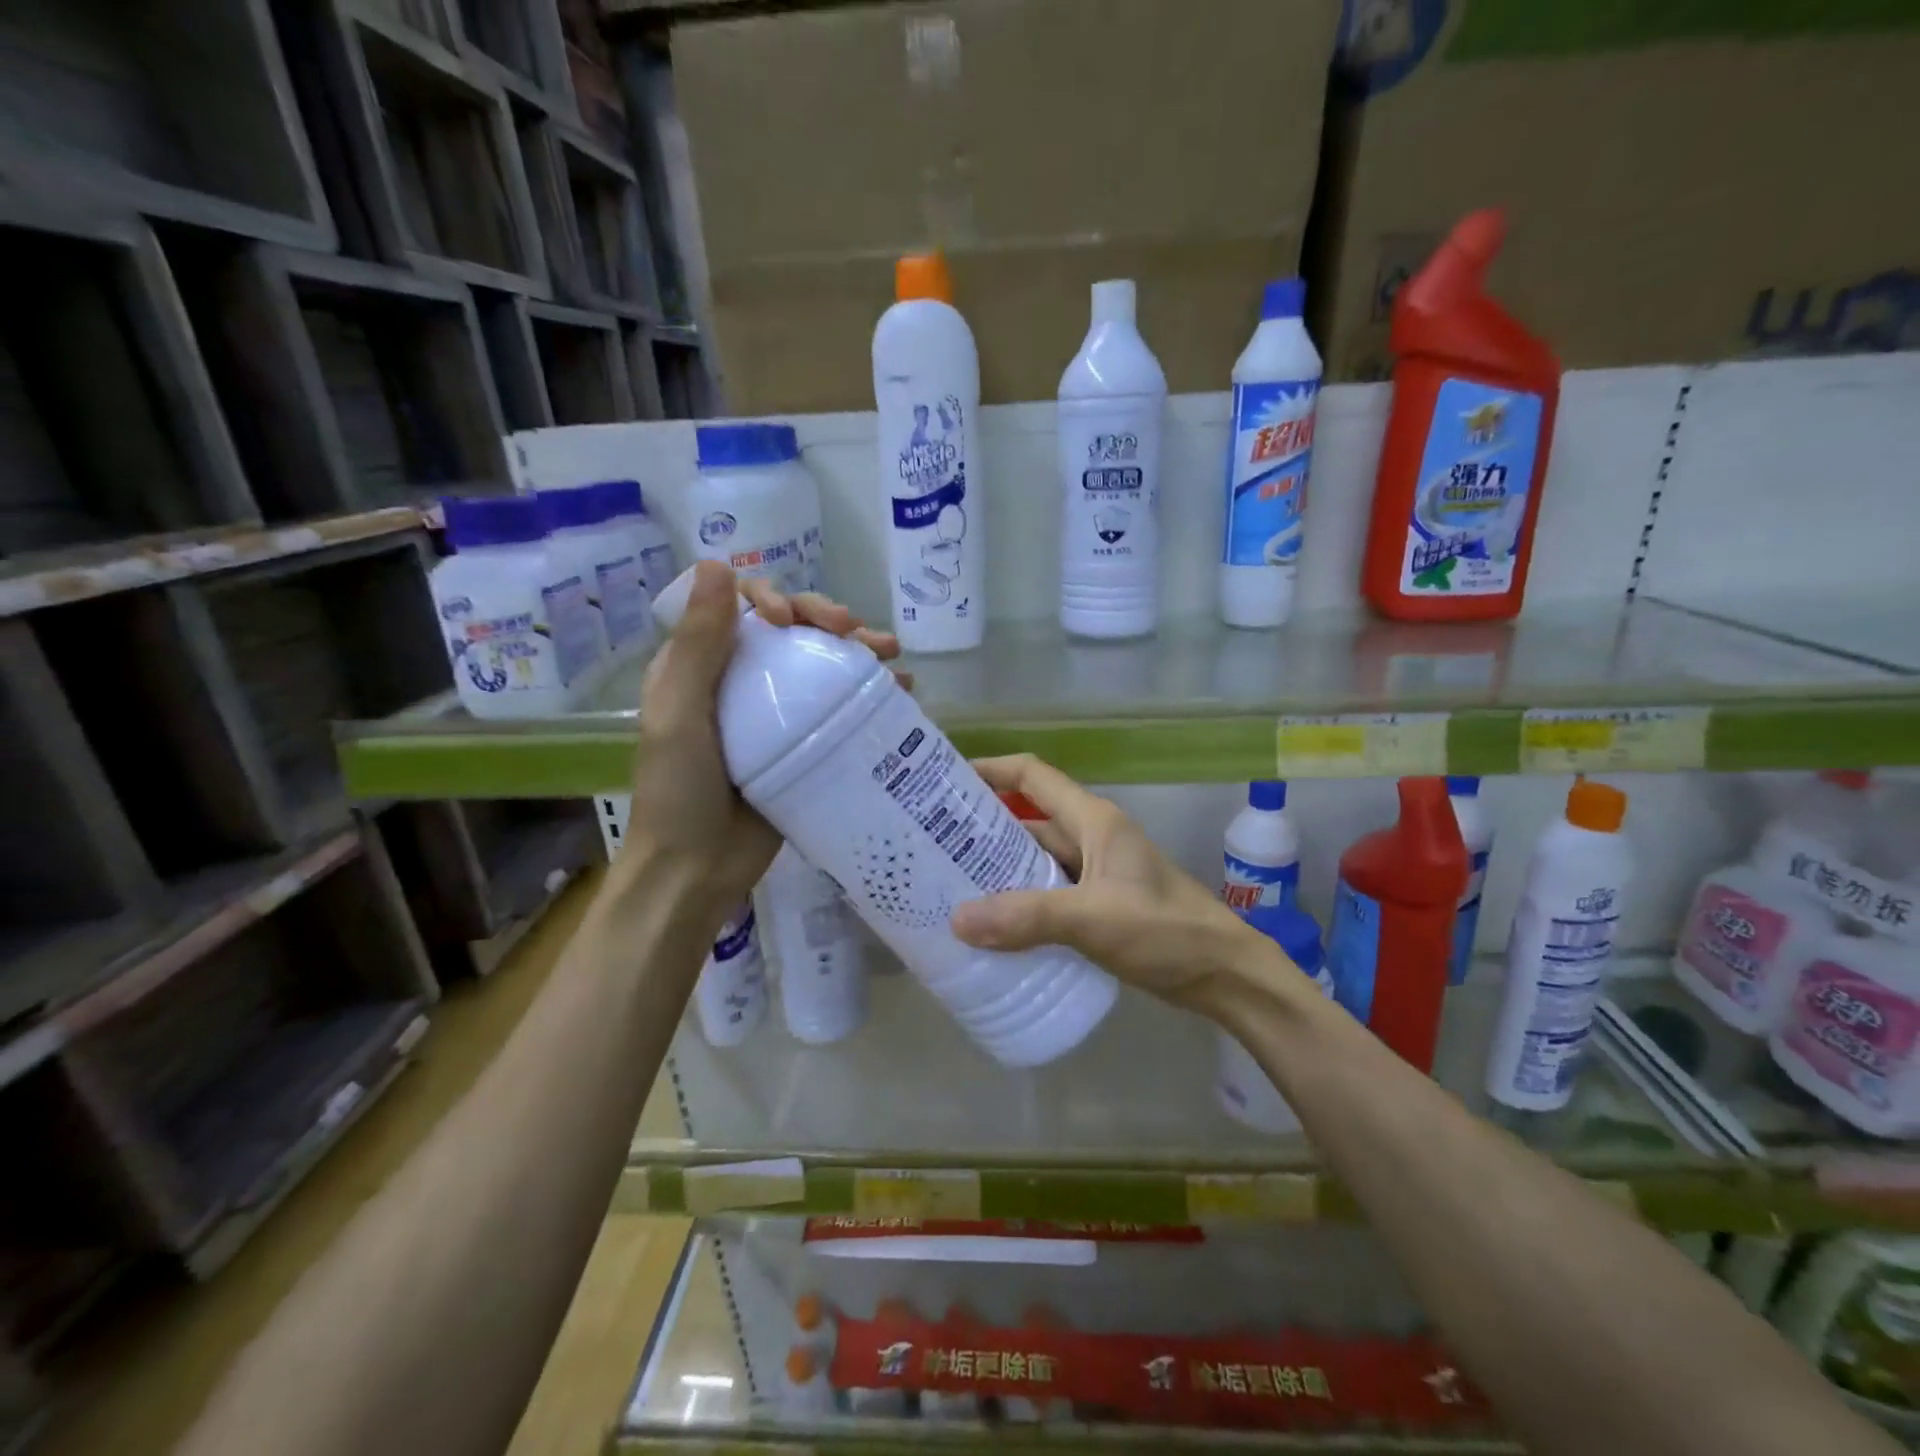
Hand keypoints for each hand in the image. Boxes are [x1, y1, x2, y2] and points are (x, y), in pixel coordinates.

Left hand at [613, 562, 902, 932]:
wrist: (697, 870)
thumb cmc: (679, 791)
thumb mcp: (679, 715)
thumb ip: (697, 645)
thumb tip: (718, 564)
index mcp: (703, 665)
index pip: (744, 608)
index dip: (774, 598)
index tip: (793, 621)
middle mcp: (742, 681)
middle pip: (791, 630)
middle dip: (827, 618)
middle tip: (856, 630)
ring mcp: (778, 714)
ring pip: (822, 664)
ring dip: (859, 650)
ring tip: (892, 654)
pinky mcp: (805, 745)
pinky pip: (839, 706)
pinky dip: (870, 693)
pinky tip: (902, 692)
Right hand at [950, 755, 1292, 1013]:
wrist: (1224, 974)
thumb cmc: (1165, 930)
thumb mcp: (1093, 918)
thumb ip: (1027, 918)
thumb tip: (957, 920)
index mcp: (1093, 820)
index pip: (1033, 776)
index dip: (990, 770)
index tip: (944, 782)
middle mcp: (1091, 838)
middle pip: (1028, 820)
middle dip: (982, 829)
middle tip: (931, 844)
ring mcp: (1096, 873)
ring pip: (1036, 861)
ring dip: (999, 871)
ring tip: (949, 885)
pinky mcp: (1098, 906)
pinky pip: (1048, 894)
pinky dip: (1020, 903)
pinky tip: (991, 924)